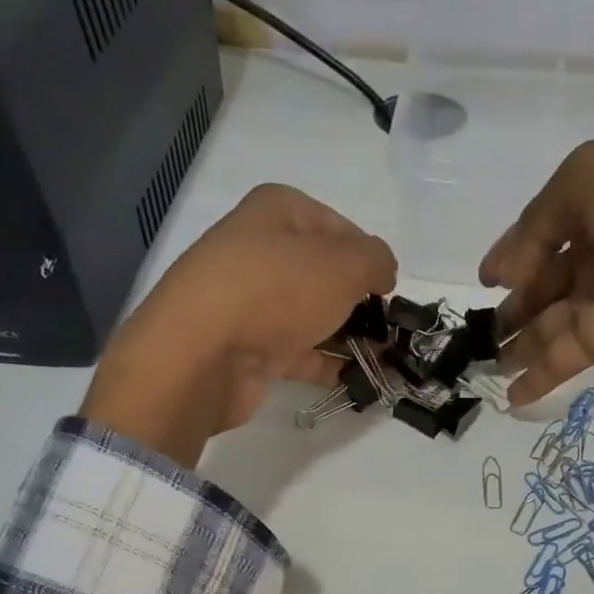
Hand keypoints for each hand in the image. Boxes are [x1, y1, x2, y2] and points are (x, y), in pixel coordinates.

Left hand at [81, 185, 396, 465]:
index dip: (368, 255)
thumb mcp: (344, 263)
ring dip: (349, 337)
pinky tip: (359, 380)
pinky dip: (329, 365)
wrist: (204, 353)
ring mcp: (251, 303)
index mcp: (276, 212)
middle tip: (389, 327)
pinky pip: (300, 353)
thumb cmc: (277, 290)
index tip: (389, 287)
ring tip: (384, 359)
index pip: (337, 225)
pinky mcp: (250, 348)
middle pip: (323, 273)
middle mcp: (260, 252)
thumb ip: (376, 260)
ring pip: (312, 316)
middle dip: (359, 301)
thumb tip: (383, 271)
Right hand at [480, 137, 593, 406]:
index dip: (511, 257)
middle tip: (479, 337)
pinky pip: (567, 357)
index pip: (540, 234)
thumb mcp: (590, 179)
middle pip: (541, 286)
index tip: (486, 282)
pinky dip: (538, 377)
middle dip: (510, 309)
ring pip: (547, 326)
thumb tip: (500, 275)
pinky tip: (510, 396)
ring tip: (486, 368)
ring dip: (517, 347)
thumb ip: (536, 225)